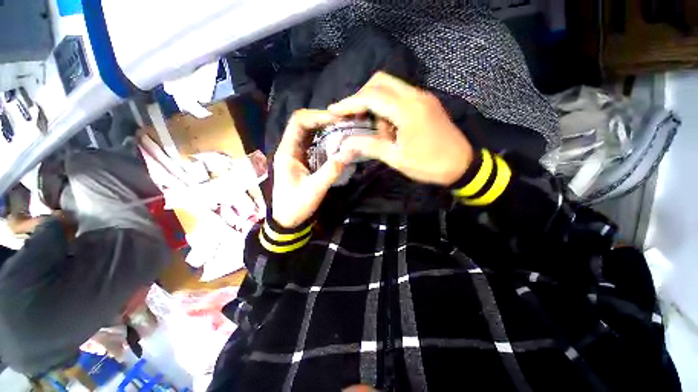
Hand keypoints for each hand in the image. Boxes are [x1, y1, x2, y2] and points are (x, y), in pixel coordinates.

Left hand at [272, 109, 349, 227]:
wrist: (287, 220)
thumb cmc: (296, 206)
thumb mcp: (315, 189)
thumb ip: (332, 170)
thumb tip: (350, 152)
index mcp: (287, 152)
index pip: (299, 122)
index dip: (318, 116)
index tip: (337, 118)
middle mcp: (289, 148)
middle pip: (303, 123)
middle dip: (323, 118)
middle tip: (344, 120)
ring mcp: (295, 153)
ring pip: (308, 132)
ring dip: (324, 127)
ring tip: (343, 126)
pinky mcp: (301, 160)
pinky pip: (312, 143)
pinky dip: (324, 138)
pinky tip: (336, 139)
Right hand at [328, 72, 473, 185]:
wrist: (462, 165)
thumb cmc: (429, 164)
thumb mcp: (396, 158)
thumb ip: (369, 147)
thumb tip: (344, 146)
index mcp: (407, 110)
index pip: (371, 97)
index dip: (349, 103)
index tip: (333, 110)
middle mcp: (415, 96)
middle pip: (380, 82)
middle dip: (361, 97)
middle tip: (353, 116)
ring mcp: (422, 97)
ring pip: (390, 87)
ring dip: (376, 103)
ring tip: (376, 130)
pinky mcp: (426, 103)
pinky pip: (400, 96)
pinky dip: (387, 107)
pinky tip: (388, 126)